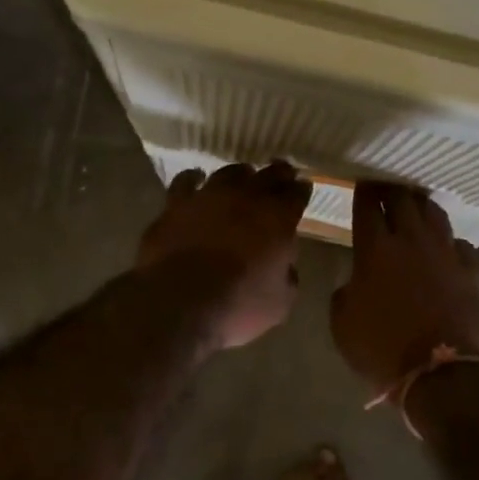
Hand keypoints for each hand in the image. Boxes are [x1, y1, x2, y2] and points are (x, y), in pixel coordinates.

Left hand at [136, 162, 311, 349]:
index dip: (301, 190)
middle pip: (267, 175)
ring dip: (240, 174)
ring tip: (243, 176)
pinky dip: (194, 178)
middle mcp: (245, 198)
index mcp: (278, 219)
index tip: (303, 188)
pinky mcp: (175, 204)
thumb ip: (288, 275)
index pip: (296, 194)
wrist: (179, 305)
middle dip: (278, 173)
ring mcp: (208, 196)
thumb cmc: (237, 307)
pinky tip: (196, 179)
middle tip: (282, 173)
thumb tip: (285, 264)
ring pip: (229, 173)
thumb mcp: (280, 302)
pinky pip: (186, 181)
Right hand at [331, 183, 478, 392]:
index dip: (362, 191)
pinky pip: (460, 243)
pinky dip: (450, 241)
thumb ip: (345, 291)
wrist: (439, 373)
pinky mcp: (470, 271)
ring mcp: (445, 253)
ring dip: (421, 206)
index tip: (360, 183)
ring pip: (434, 213)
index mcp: (375, 249)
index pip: (367, 205)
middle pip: (402, 199)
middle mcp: (412, 241)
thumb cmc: (382, 349)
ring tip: (414, 207)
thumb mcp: (342, 323)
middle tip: (384, 189)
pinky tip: (445, 247)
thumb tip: (355, 281)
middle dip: (391, 190)